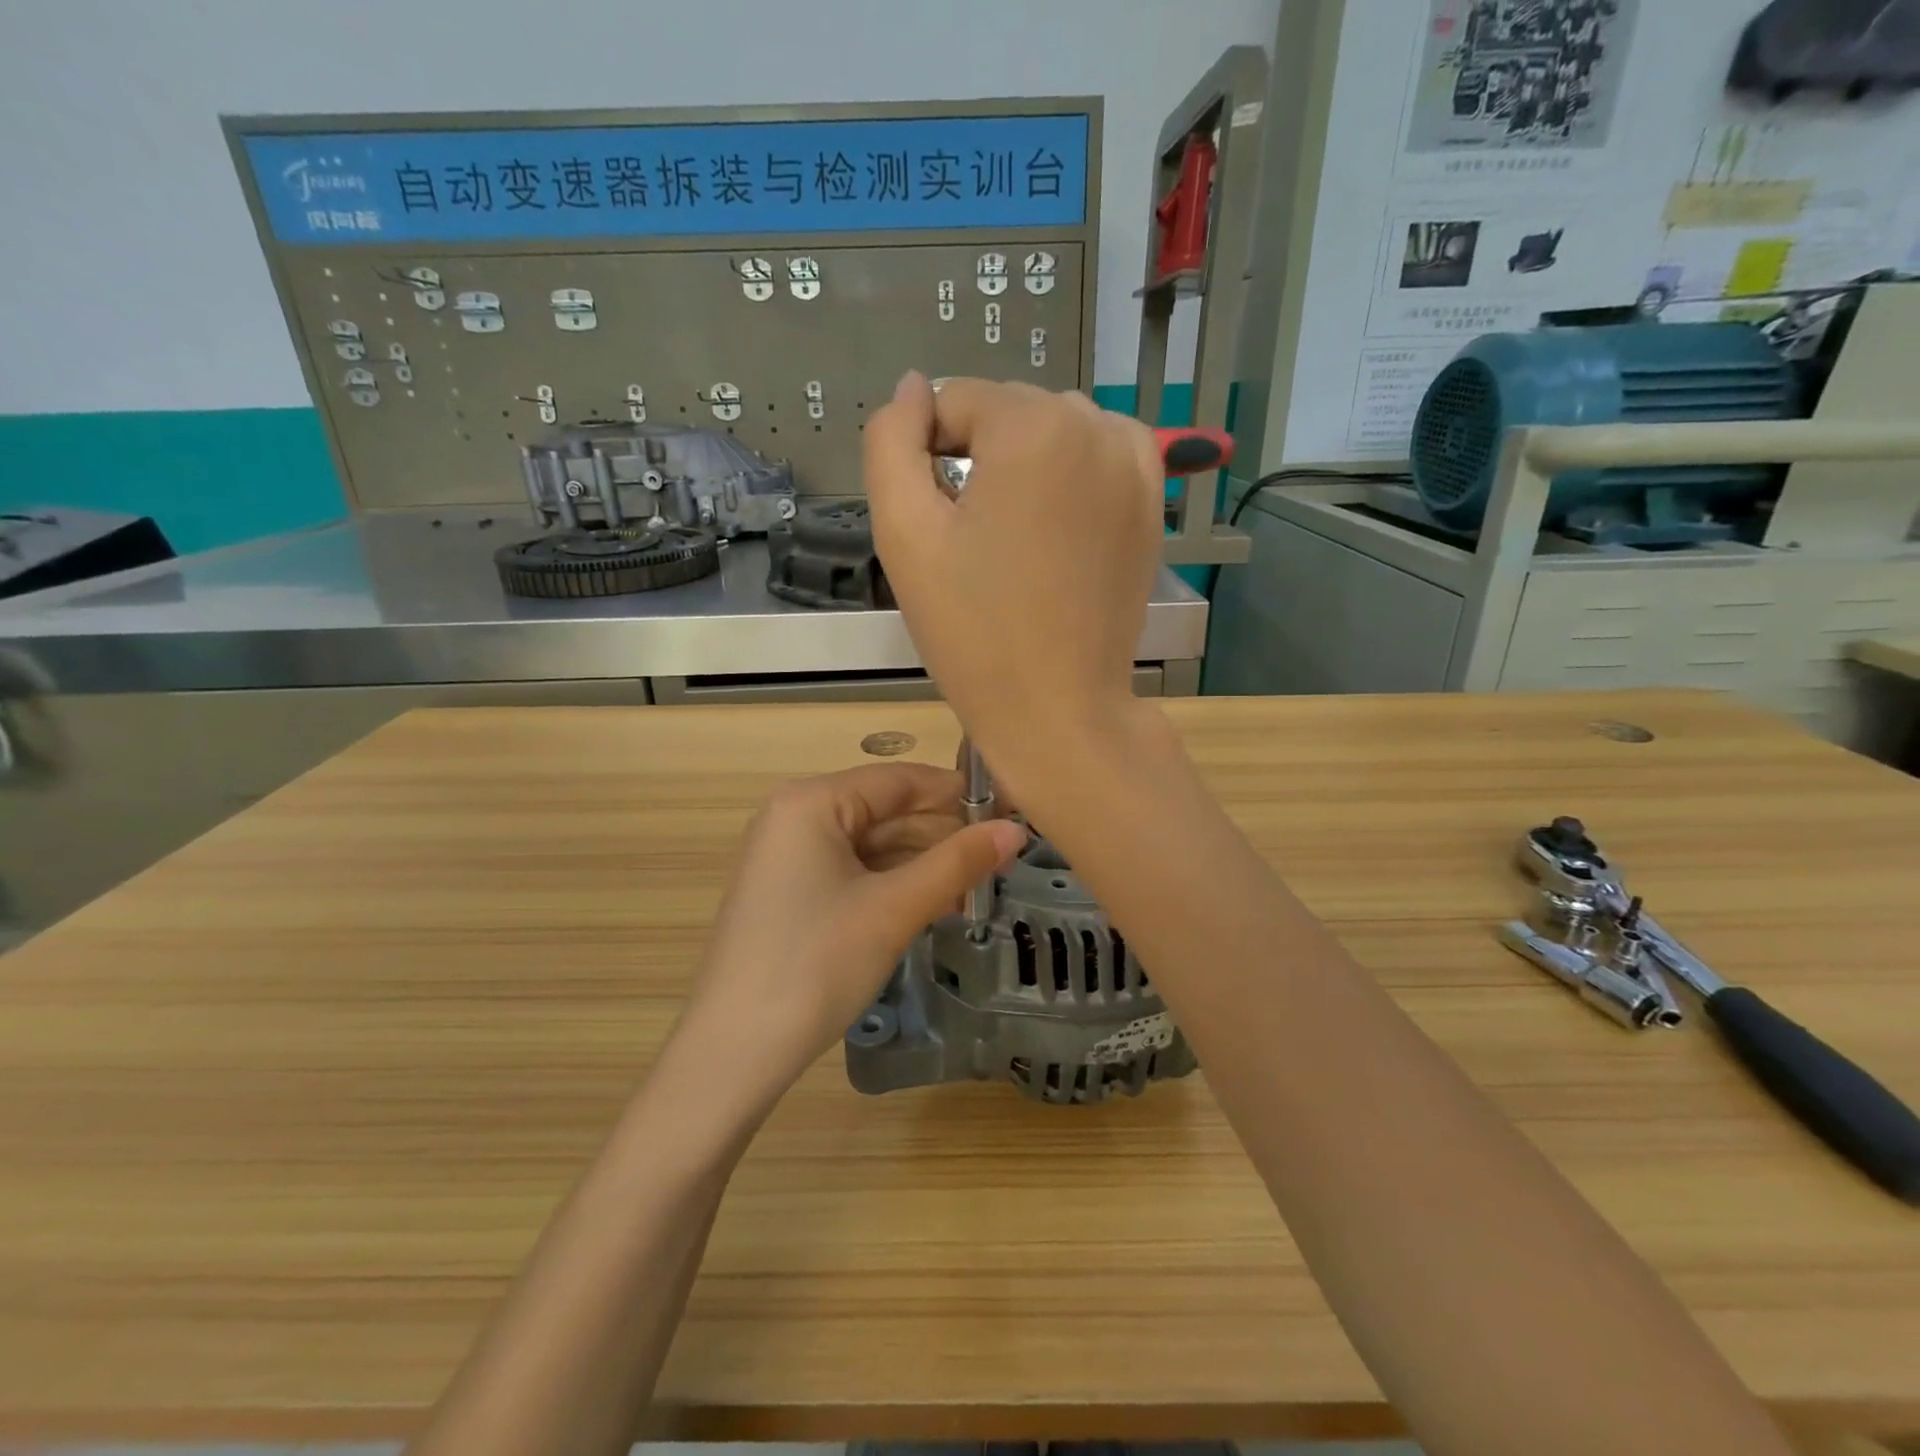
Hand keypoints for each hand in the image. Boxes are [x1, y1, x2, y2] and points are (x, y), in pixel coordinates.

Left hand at [683, 762, 1025, 1093]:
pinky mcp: (791, 894)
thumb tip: (1016, 829)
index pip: (899, 780)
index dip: (958, 794)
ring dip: (924, 863)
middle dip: (944, 834)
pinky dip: (896, 885)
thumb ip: (957, 863)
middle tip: (1004, 857)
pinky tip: (937, 903)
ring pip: (873, 846)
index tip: (1010, 810)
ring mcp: (790, 858)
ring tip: (981, 885)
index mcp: (812, 802)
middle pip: (886, 811)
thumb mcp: (893, 909)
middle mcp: (796, 817)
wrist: (733, 1054)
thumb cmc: (815, 964)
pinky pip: (855, 873)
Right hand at [863, 373, 1164, 795]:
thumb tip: (912, 388)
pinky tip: (1055, 526)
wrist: (1057, 708)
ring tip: (1010, 537)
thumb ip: (890, 443)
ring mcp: (1134, 464)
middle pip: (1007, 411)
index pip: (954, 401)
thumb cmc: (973, 630)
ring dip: (1022, 464)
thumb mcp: (905, 535)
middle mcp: (1095, 426)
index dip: (925, 454)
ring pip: (1054, 429)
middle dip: (977, 458)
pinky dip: (1070, 475)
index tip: (931, 522)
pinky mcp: (1151, 504)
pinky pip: (1099, 456)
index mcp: (1032, 426)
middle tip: (968, 540)